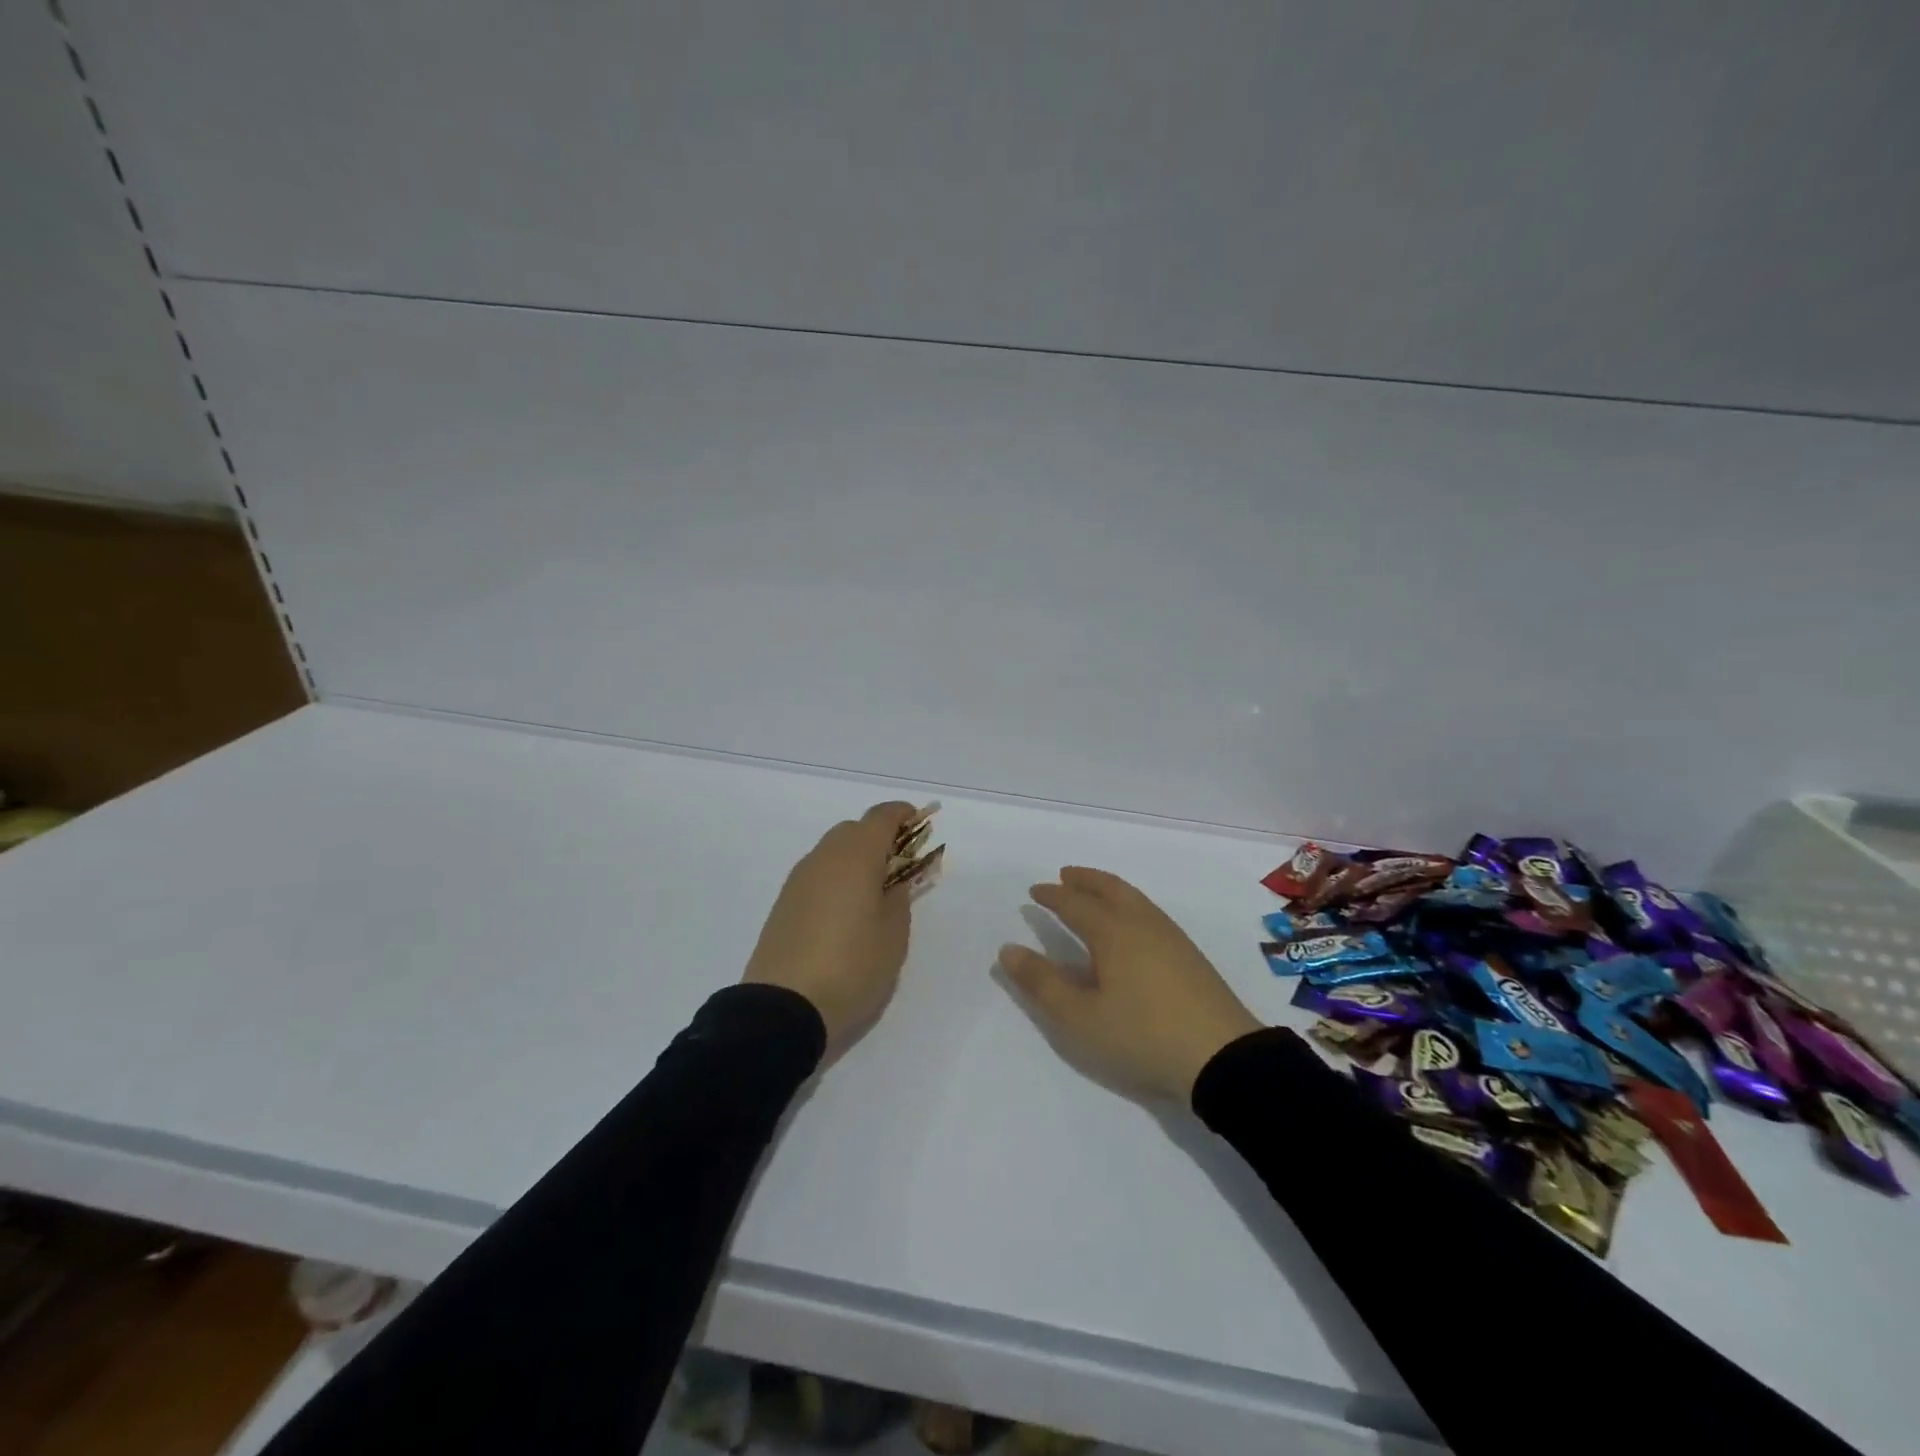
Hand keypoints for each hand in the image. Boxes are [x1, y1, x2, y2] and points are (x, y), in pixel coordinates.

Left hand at [743, 802, 920, 1059]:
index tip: (919, 825)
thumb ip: (899, 898)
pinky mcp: (783, 904)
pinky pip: (817, 875)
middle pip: (854, 830)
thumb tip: (894, 880)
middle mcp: (823, 858)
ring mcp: (798, 880)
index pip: (881, 817)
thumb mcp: (893, 936)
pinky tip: (845, 911)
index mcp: (856, 857)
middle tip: (900, 867)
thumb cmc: (852, 967)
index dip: (903, 815)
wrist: (783, 1009)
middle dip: (879, 839)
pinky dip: (836, 878)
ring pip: (833, 852)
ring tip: (874, 893)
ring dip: (856, 860)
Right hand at [999, 867, 1260, 1101]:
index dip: (1052, 896)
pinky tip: (1131, 925)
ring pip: (1133, 898)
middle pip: (1109, 888)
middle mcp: (1141, 923)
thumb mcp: (1080, 1018)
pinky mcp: (1189, 954)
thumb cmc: (1141, 1035)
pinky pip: (1149, 912)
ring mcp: (1170, 936)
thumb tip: (1008, 949)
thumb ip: (1042, 983)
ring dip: (1109, 888)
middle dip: (1085, 880)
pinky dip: (1129, 903)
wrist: (1222, 1056)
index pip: (1075, 904)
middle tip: (1066, 876)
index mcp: (1112, 932)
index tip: (1035, 891)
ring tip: (1095, 893)